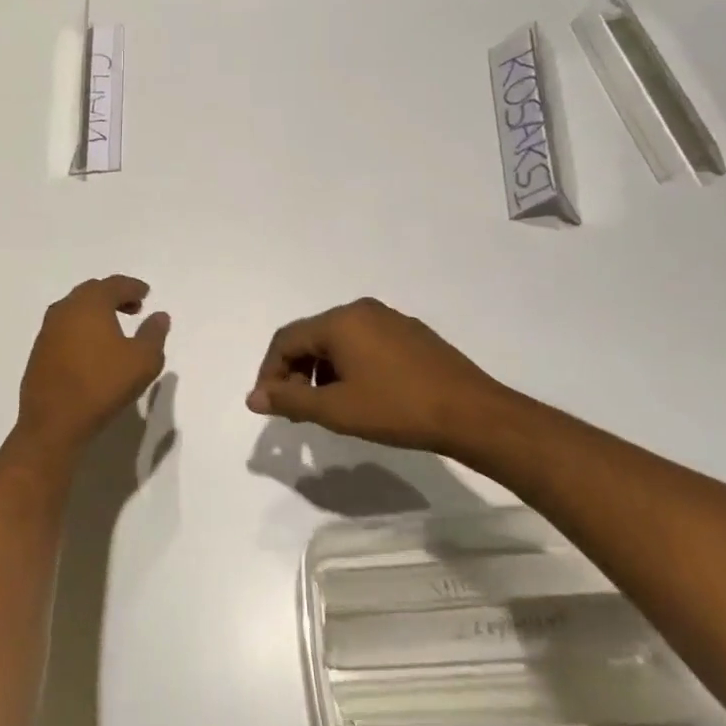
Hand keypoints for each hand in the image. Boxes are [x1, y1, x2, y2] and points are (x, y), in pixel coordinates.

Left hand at [17, 275, 170, 447]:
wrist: (53, 421)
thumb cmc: (102, 385)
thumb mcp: (142, 361)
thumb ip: (154, 334)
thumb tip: (159, 316)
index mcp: (90, 304)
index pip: (114, 284)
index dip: (132, 287)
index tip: (145, 293)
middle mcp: (66, 308)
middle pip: (92, 291)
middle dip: (114, 296)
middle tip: (133, 308)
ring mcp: (48, 329)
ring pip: (75, 308)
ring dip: (96, 312)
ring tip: (113, 328)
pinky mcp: (39, 349)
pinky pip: (64, 327)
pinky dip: (81, 327)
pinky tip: (91, 347)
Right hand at [246, 297, 525, 459]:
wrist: (472, 414)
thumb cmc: (397, 409)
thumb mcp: (336, 410)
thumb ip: (290, 400)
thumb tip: (253, 398)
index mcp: (340, 321)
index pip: (286, 339)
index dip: (270, 372)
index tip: (268, 404)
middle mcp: (362, 310)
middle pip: (312, 337)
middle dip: (296, 372)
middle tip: (296, 409)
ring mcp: (390, 320)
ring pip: (339, 341)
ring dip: (322, 371)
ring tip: (327, 406)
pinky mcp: (412, 334)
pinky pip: (365, 344)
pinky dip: (349, 367)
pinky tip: (361, 395)